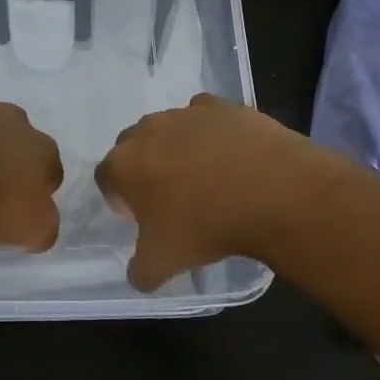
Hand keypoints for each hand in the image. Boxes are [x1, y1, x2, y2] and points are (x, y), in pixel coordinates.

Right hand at [95, 94, 314, 290]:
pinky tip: (229, 155)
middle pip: (133, 147)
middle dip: (144, 168)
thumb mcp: (164, 263)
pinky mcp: (222, 106)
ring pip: (169, 129)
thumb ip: (140, 271)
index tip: (140, 217)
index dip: (118, 199)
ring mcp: (186, 113)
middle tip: (170, 198)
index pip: (106, 177)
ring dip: (176, 149)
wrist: (273, 192)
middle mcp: (147, 130)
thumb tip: (138, 274)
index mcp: (124, 164)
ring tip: (205, 178)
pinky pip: (205, 116)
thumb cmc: (206, 226)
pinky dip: (210, 133)